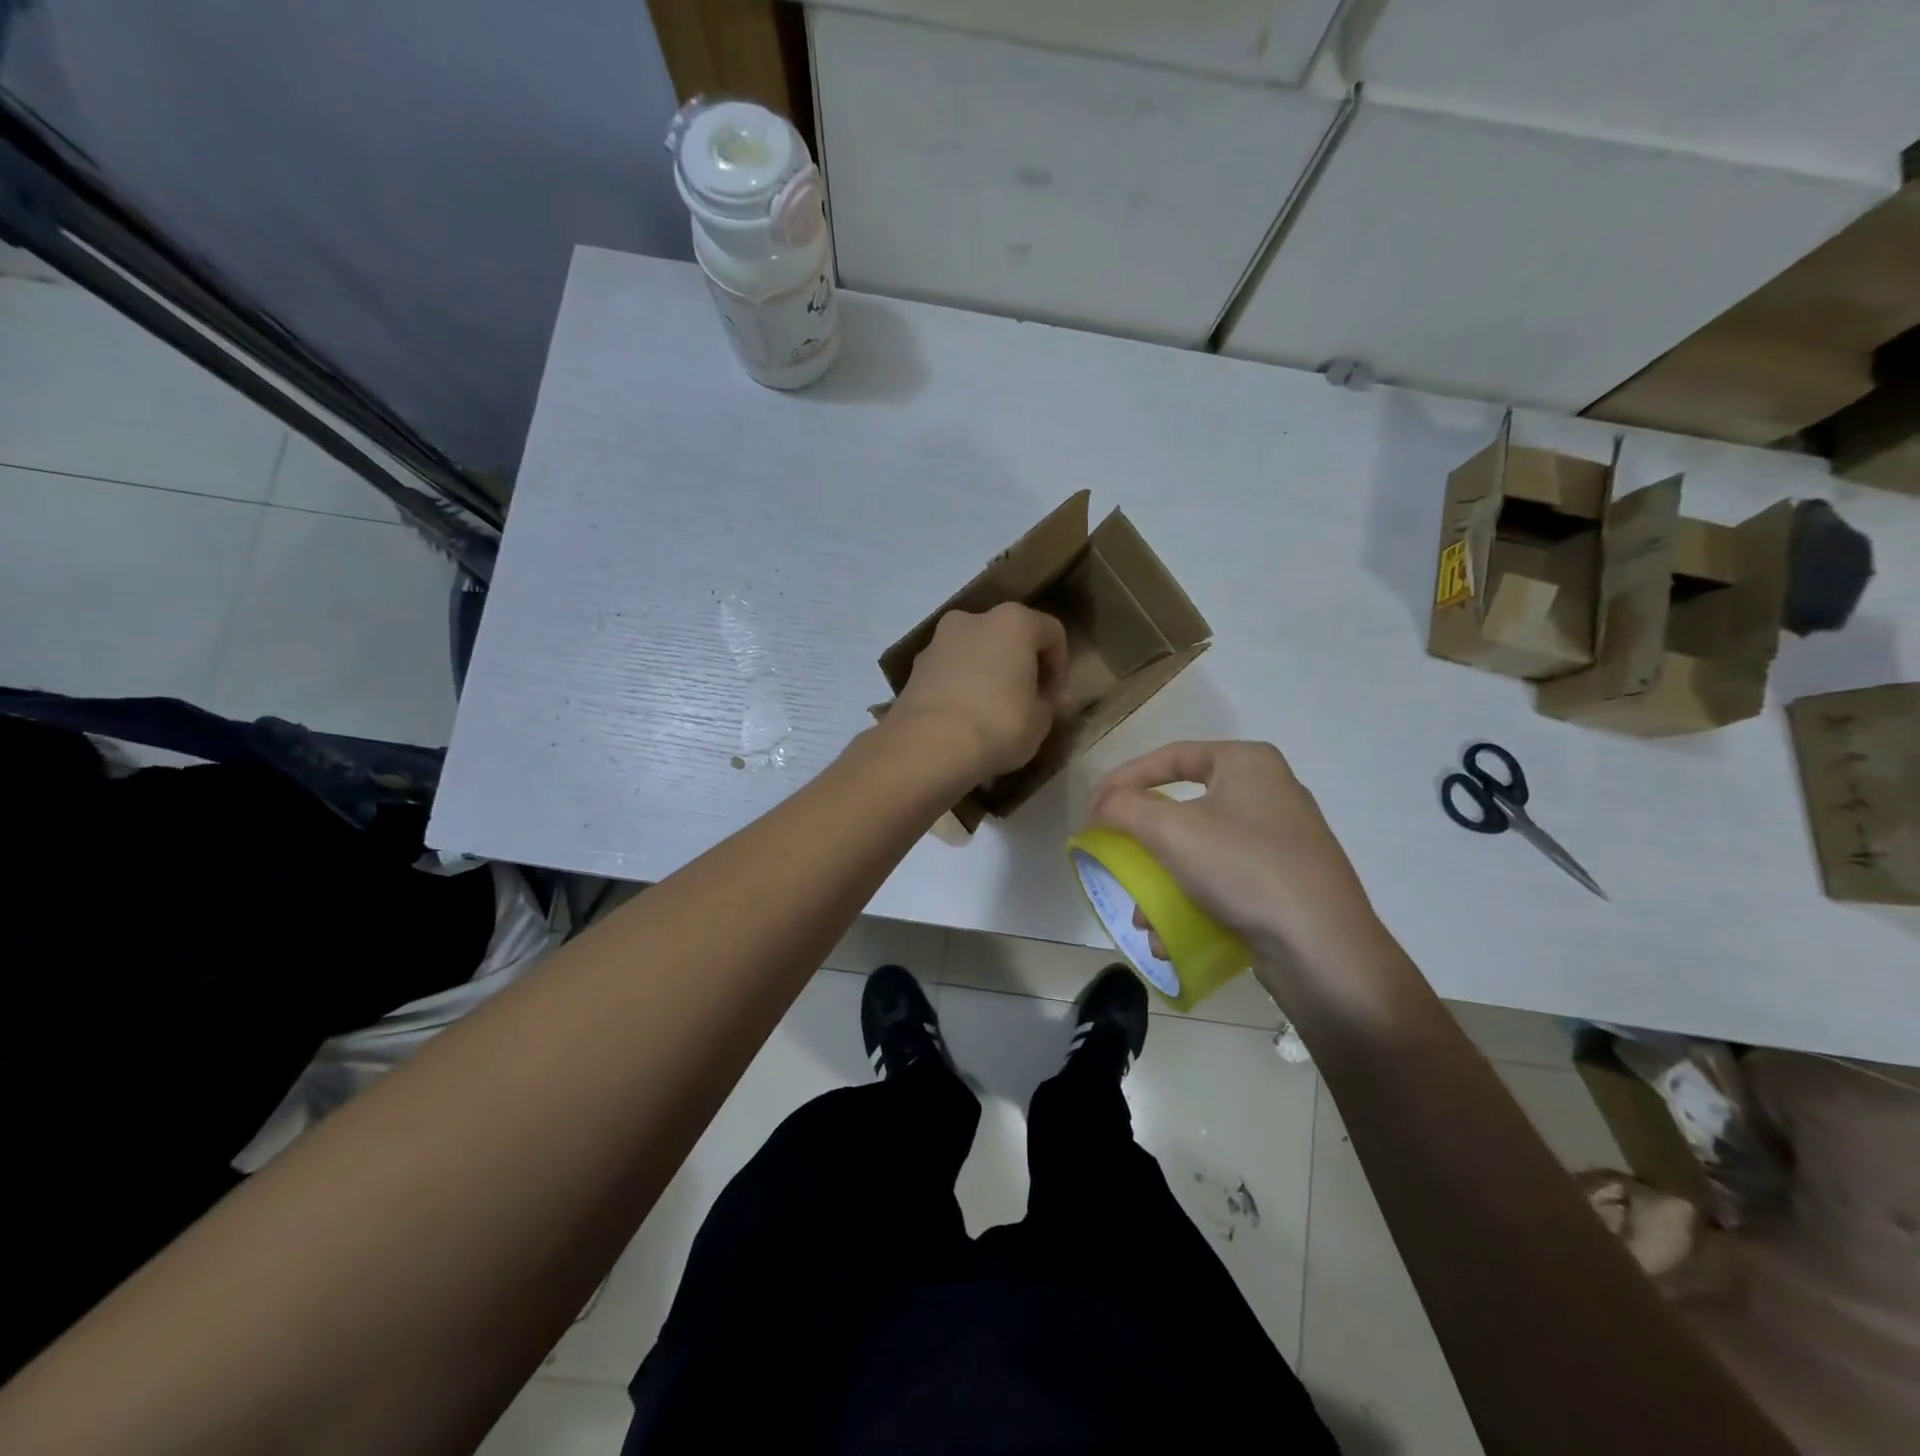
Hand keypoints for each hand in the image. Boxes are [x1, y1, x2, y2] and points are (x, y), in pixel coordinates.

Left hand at [891, 604, 1070, 780]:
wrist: (929, 745)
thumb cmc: (999, 724)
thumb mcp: (1040, 720)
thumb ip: (1048, 704)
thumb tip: (1046, 701)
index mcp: (1013, 621)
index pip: (1051, 633)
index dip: (1060, 667)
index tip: (1056, 700)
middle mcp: (973, 619)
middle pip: (1008, 637)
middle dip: (1020, 666)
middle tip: (1027, 703)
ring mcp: (938, 641)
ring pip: (975, 653)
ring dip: (988, 675)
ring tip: (992, 713)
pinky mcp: (915, 668)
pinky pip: (949, 673)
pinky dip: (961, 688)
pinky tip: (965, 719)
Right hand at [1087, 741, 1387, 968]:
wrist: (1325, 951)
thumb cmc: (1244, 870)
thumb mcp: (1171, 831)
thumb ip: (1123, 808)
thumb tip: (1098, 806)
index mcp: (1248, 762)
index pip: (1169, 756)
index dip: (1123, 779)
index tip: (1092, 809)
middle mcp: (1269, 791)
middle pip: (1182, 806)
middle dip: (1143, 841)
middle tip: (1116, 857)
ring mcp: (1282, 839)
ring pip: (1200, 848)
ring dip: (1162, 880)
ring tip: (1143, 916)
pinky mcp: (1287, 880)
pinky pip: (1224, 878)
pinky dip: (1192, 899)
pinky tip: (1171, 934)